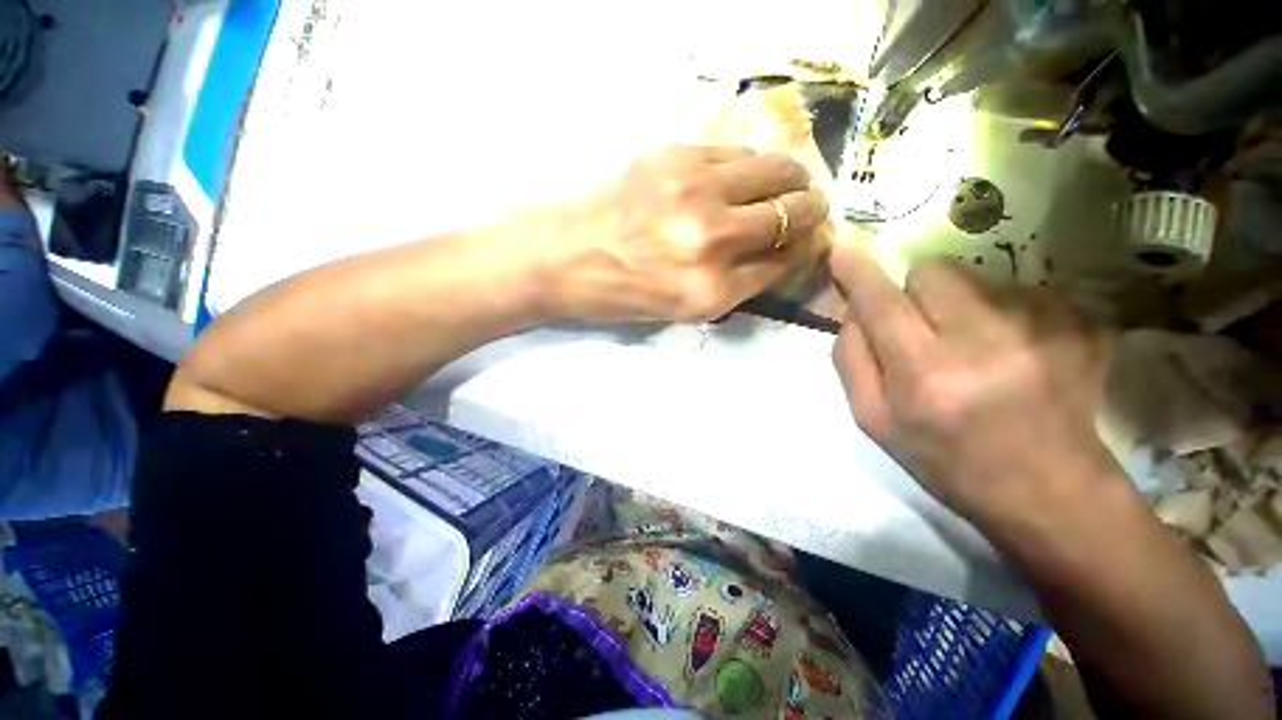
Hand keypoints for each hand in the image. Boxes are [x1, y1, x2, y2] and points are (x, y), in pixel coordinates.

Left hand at [531, 145, 827, 322]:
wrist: (567, 257)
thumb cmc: (624, 294)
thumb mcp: (685, 308)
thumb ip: (739, 282)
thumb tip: (783, 250)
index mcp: (711, 291)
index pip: (785, 262)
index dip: (805, 248)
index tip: (811, 239)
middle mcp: (711, 240)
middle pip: (792, 212)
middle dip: (811, 209)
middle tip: (808, 207)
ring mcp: (694, 192)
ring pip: (775, 170)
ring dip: (788, 179)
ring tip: (783, 185)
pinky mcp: (675, 156)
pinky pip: (737, 152)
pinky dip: (750, 165)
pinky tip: (741, 176)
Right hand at [829, 250, 1117, 530]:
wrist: (1050, 491)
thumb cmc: (947, 460)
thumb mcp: (874, 420)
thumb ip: (850, 360)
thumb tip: (851, 311)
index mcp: (923, 374)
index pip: (880, 301)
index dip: (856, 271)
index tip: (841, 251)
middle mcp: (982, 341)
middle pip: (931, 271)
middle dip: (915, 291)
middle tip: (925, 329)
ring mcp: (1040, 328)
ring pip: (976, 277)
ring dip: (961, 304)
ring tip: (977, 349)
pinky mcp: (1079, 323)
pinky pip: (1021, 290)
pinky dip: (1005, 313)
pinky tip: (1016, 353)